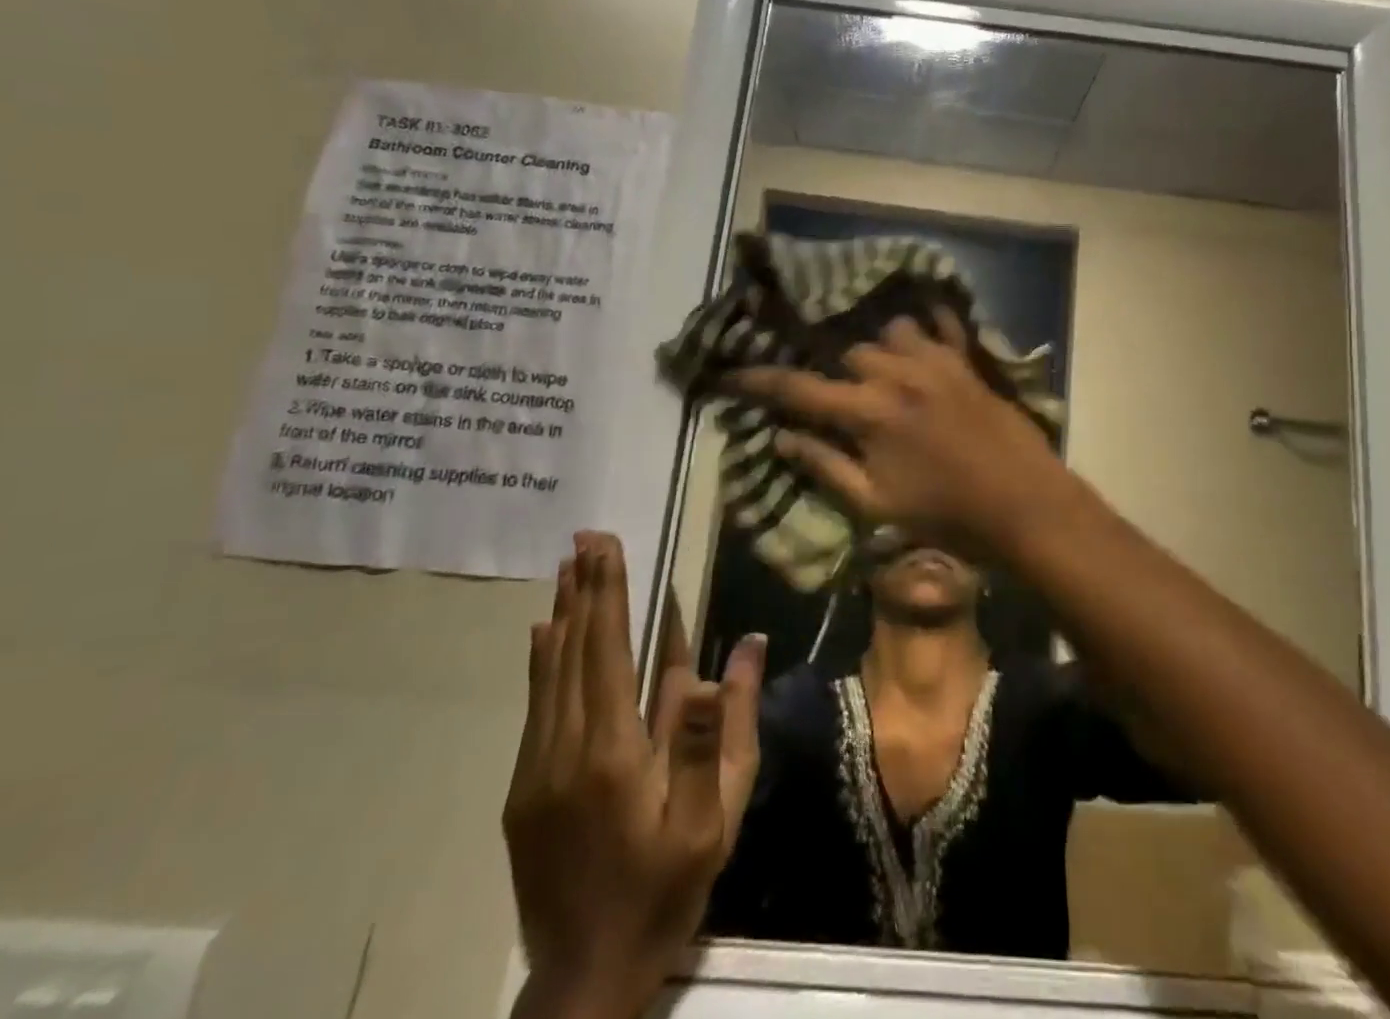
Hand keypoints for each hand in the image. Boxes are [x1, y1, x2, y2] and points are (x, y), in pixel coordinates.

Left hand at [503, 532, 764, 1018]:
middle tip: (585, 538)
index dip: (609, 594)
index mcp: (614, 753)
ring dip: (562, 617)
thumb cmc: (666, 887)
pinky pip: (535, 708)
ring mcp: (535, 773)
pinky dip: (542, 663)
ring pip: (549, 676)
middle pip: (574, 653)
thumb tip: (743, 645)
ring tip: (566, 570)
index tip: (606, 547)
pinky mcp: (522, 793)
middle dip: (583, 590)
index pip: (610, 651)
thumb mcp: (715, 813)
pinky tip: (544, 636)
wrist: (586, 978)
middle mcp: (564, 751)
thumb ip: (722, 726)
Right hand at [729, 309, 1082, 557]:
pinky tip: (922, 334)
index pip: (799, 389)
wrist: (1022, 504)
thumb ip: (825, 466)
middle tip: (840, 397)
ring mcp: (936, 360)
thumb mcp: (875, 504)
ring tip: (885, 375)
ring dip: (879, 351)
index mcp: (868, 413)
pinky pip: (939, 324)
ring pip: (890, 334)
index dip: (758, 381)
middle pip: (847, 355)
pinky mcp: (966, 360)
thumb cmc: (946, 515)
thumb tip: (781, 436)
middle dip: (836, 375)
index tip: (728, 374)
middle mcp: (896, 374)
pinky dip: (925, 325)